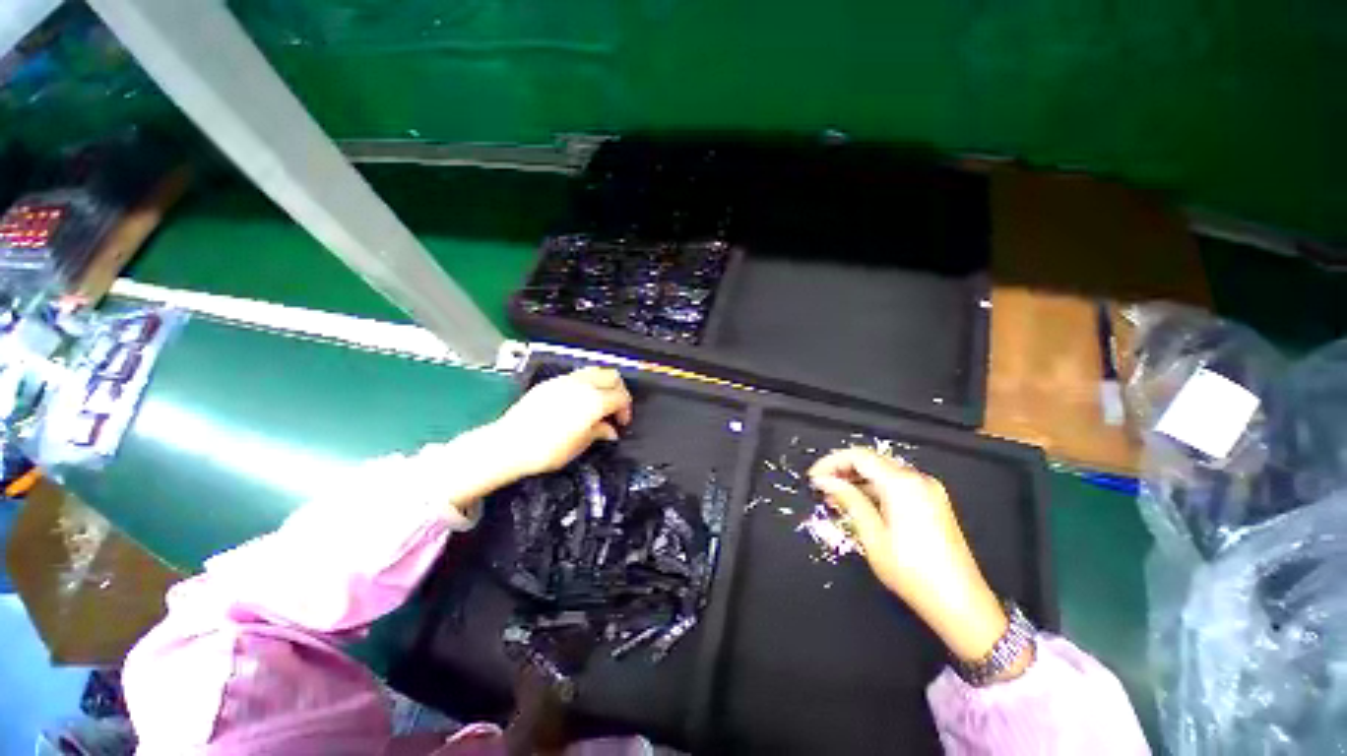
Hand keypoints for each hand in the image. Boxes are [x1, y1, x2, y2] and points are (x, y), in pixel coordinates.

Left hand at [489, 367, 633, 480]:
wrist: (510, 445)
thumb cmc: (548, 449)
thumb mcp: (581, 444)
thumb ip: (600, 431)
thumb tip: (609, 430)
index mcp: (595, 400)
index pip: (621, 396)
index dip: (626, 409)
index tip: (621, 422)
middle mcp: (582, 385)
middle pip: (612, 376)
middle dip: (619, 391)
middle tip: (615, 409)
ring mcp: (565, 380)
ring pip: (594, 371)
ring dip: (603, 384)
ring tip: (599, 403)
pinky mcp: (550, 383)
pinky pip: (576, 376)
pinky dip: (586, 384)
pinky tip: (579, 401)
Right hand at [808, 448, 1008, 663]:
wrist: (961, 604)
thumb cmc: (912, 572)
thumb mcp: (872, 536)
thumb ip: (848, 500)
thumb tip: (824, 481)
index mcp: (902, 484)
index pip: (858, 456)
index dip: (831, 462)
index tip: (813, 478)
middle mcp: (917, 479)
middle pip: (871, 461)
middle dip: (843, 470)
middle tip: (822, 489)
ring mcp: (929, 490)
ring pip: (883, 472)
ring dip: (857, 480)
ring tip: (836, 499)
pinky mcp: (934, 502)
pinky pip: (897, 485)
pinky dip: (875, 489)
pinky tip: (861, 505)